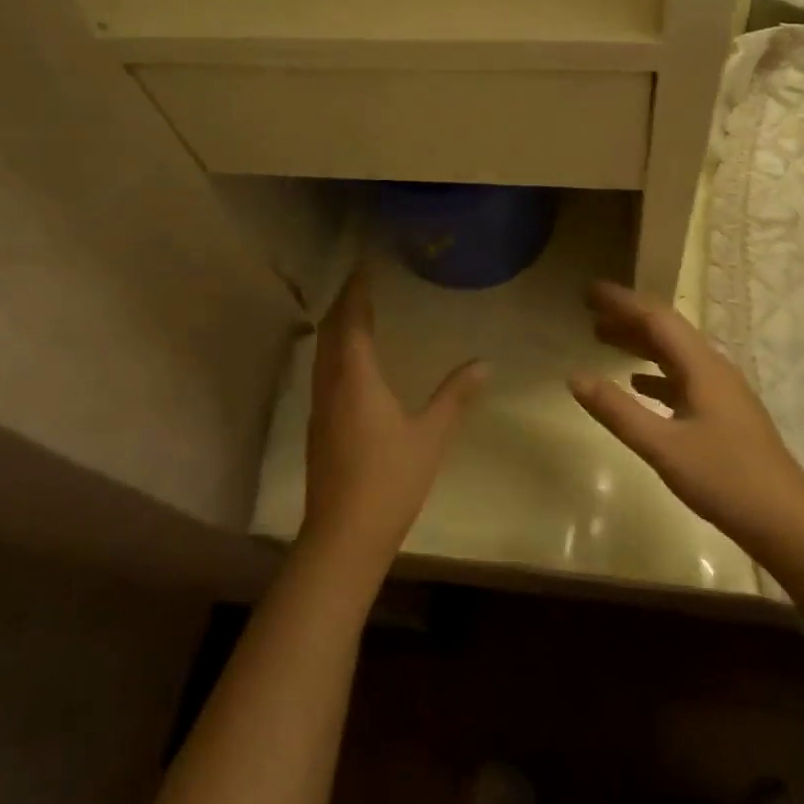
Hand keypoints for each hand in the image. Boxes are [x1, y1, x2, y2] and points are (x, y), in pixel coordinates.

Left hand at [299, 268, 486, 577]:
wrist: (344, 537)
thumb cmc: (390, 480)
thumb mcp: (431, 435)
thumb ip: (457, 395)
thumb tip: (486, 363)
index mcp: (356, 378)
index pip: (352, 320)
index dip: (356, 291)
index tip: (365, 266)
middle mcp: (330, 384)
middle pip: (330, 331)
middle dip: (344, 302)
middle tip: (362, 282)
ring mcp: (319, 407)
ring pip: (322, 352)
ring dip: (336, 326)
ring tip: (356, 312)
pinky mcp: (317, 427)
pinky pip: (322, 371)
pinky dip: (334, 351)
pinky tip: (351, 362)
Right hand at [568, 281, 803, 554]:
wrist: (788, 521)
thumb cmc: (725, 479)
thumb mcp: (663, 447)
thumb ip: (617, 411)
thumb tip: (574, 376)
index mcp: (701, 366)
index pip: (656, 318)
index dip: (622, 301)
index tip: (589, 290)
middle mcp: (712, 368)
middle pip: (665, 331)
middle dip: (627, 317)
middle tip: (589, 310)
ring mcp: (721, 391)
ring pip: (673, 354)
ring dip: (639, 343)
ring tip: (602, 338)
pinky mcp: (723, 414)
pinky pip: (682, 378)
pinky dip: (654, 374)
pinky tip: (637, 384)